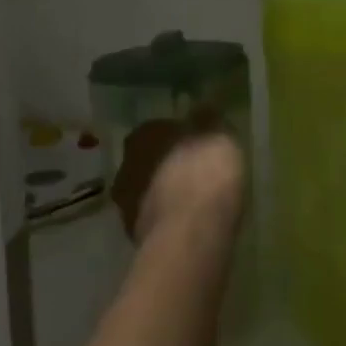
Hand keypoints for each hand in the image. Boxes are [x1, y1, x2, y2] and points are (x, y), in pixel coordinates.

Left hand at [111, 118, 245, 246]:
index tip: (196, 144)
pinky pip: (155, 219)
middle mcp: (127, 165)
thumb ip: (208, 122)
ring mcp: (127, 203)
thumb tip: (201, 109)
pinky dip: (168, 219)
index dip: (177, 136)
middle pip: (149, 160)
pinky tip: (189, 224)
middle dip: (167, 165)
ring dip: (165, 194)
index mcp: (144, 135)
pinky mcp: (135, 236)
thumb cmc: (206, 174)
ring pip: (148, 191)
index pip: (157, 128)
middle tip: (194, 172)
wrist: (190, 235)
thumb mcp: (219, 137)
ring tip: (193, 201)